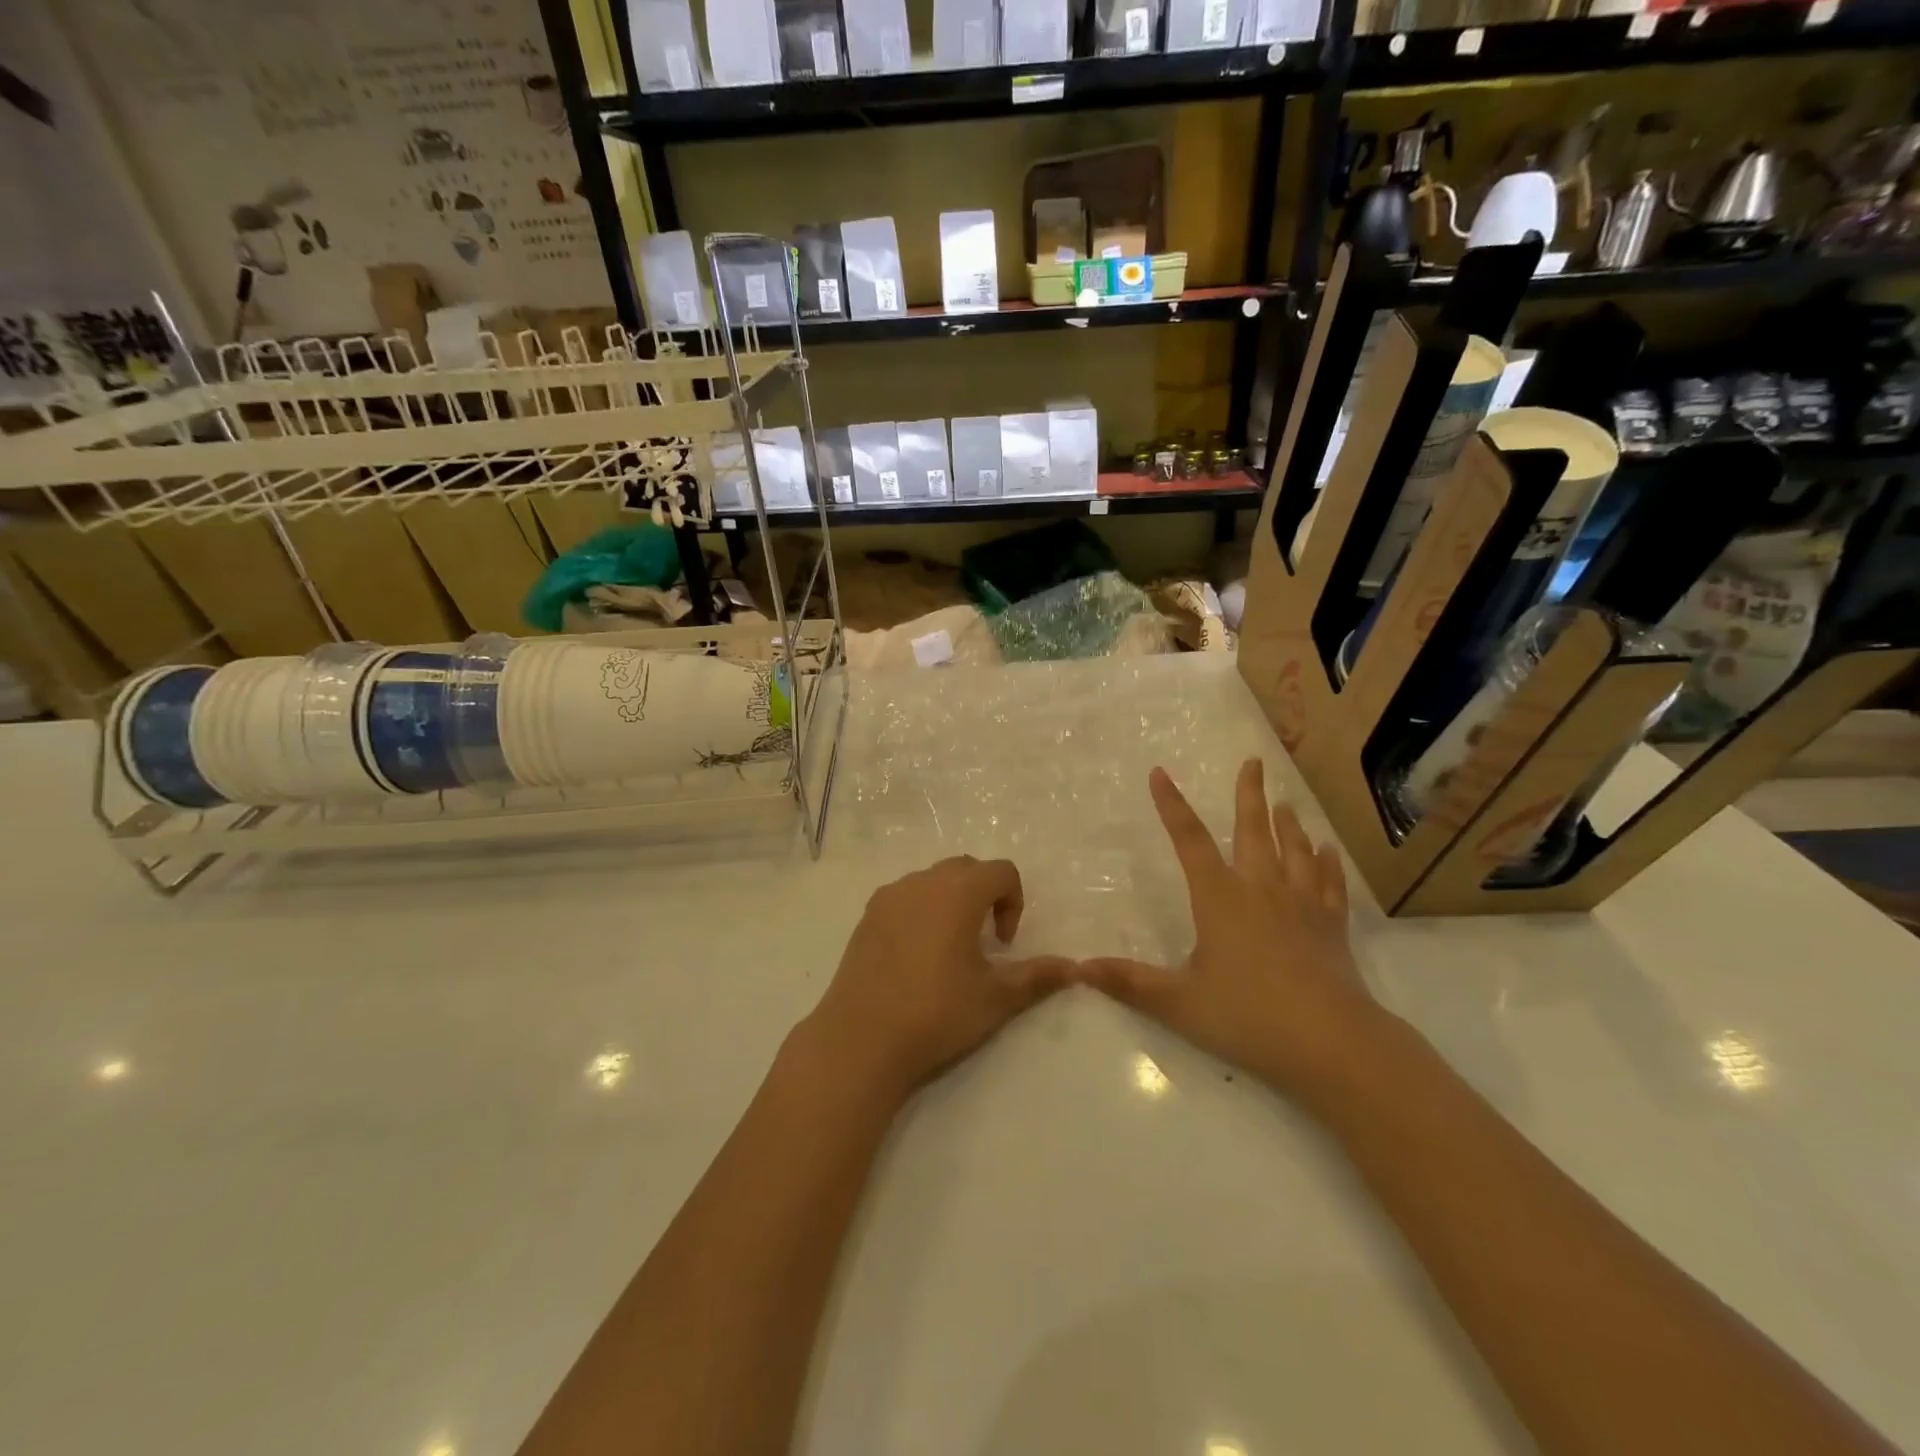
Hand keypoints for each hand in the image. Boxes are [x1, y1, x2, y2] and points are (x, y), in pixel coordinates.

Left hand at [804, 856, 1070, 1103]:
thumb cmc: (937, 1012)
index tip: (1005, 944)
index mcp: (957, 892)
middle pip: (966, 868)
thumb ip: (1037, 976)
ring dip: (951, 900)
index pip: (1001, 871)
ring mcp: (889, 896)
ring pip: (932, 879)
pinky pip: (904, 896)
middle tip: (985, 940)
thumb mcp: (995, 998)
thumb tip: (1074, 968)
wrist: (862, 1039)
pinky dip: (921, 910)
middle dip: (985, 894)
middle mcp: (922, 882)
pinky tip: (916, 955)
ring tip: (951, 947)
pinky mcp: (866, 916)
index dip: (1014, 901)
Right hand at [1080, 759, 1390, 1107]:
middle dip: (1249, 794)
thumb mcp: (1178, 1002)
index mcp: (1220, 898)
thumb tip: (1077, 968)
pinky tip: (1327, 851)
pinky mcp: (1331, 927)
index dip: (1171, 806)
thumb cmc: (1248, 1017)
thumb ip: (1128, 982)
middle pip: (1253, 831)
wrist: (1332, 1043)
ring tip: (1285, 803)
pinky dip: (1327, 864)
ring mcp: (1302, 905)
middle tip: (1253, 761)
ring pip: (1294, 851)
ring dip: (1288, 823)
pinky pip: (1329, 884)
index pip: (1189, 841)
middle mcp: (1261, 890)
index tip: (1159, 773)